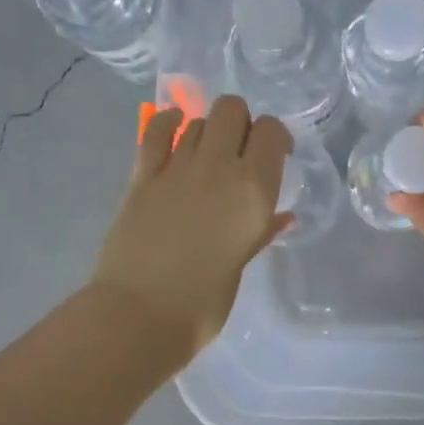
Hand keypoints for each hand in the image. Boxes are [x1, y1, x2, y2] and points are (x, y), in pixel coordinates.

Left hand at [87, 96, 292, 362]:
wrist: (142, 314)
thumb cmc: (204, 302)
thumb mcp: (242, 263)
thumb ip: (262, 232)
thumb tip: (282, 217)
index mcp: (255, 191)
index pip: (272, 131)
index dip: (275, 137)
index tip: (274, 155)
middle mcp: (219, 168)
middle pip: (232, 109)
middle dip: (240, 123)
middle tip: (239, 152)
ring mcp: (177, 168)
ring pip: (198, 119)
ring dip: (207, 130)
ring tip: (205, 157)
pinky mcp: (142, 175)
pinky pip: (156, 130)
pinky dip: (168, 124)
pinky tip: (173, 132)